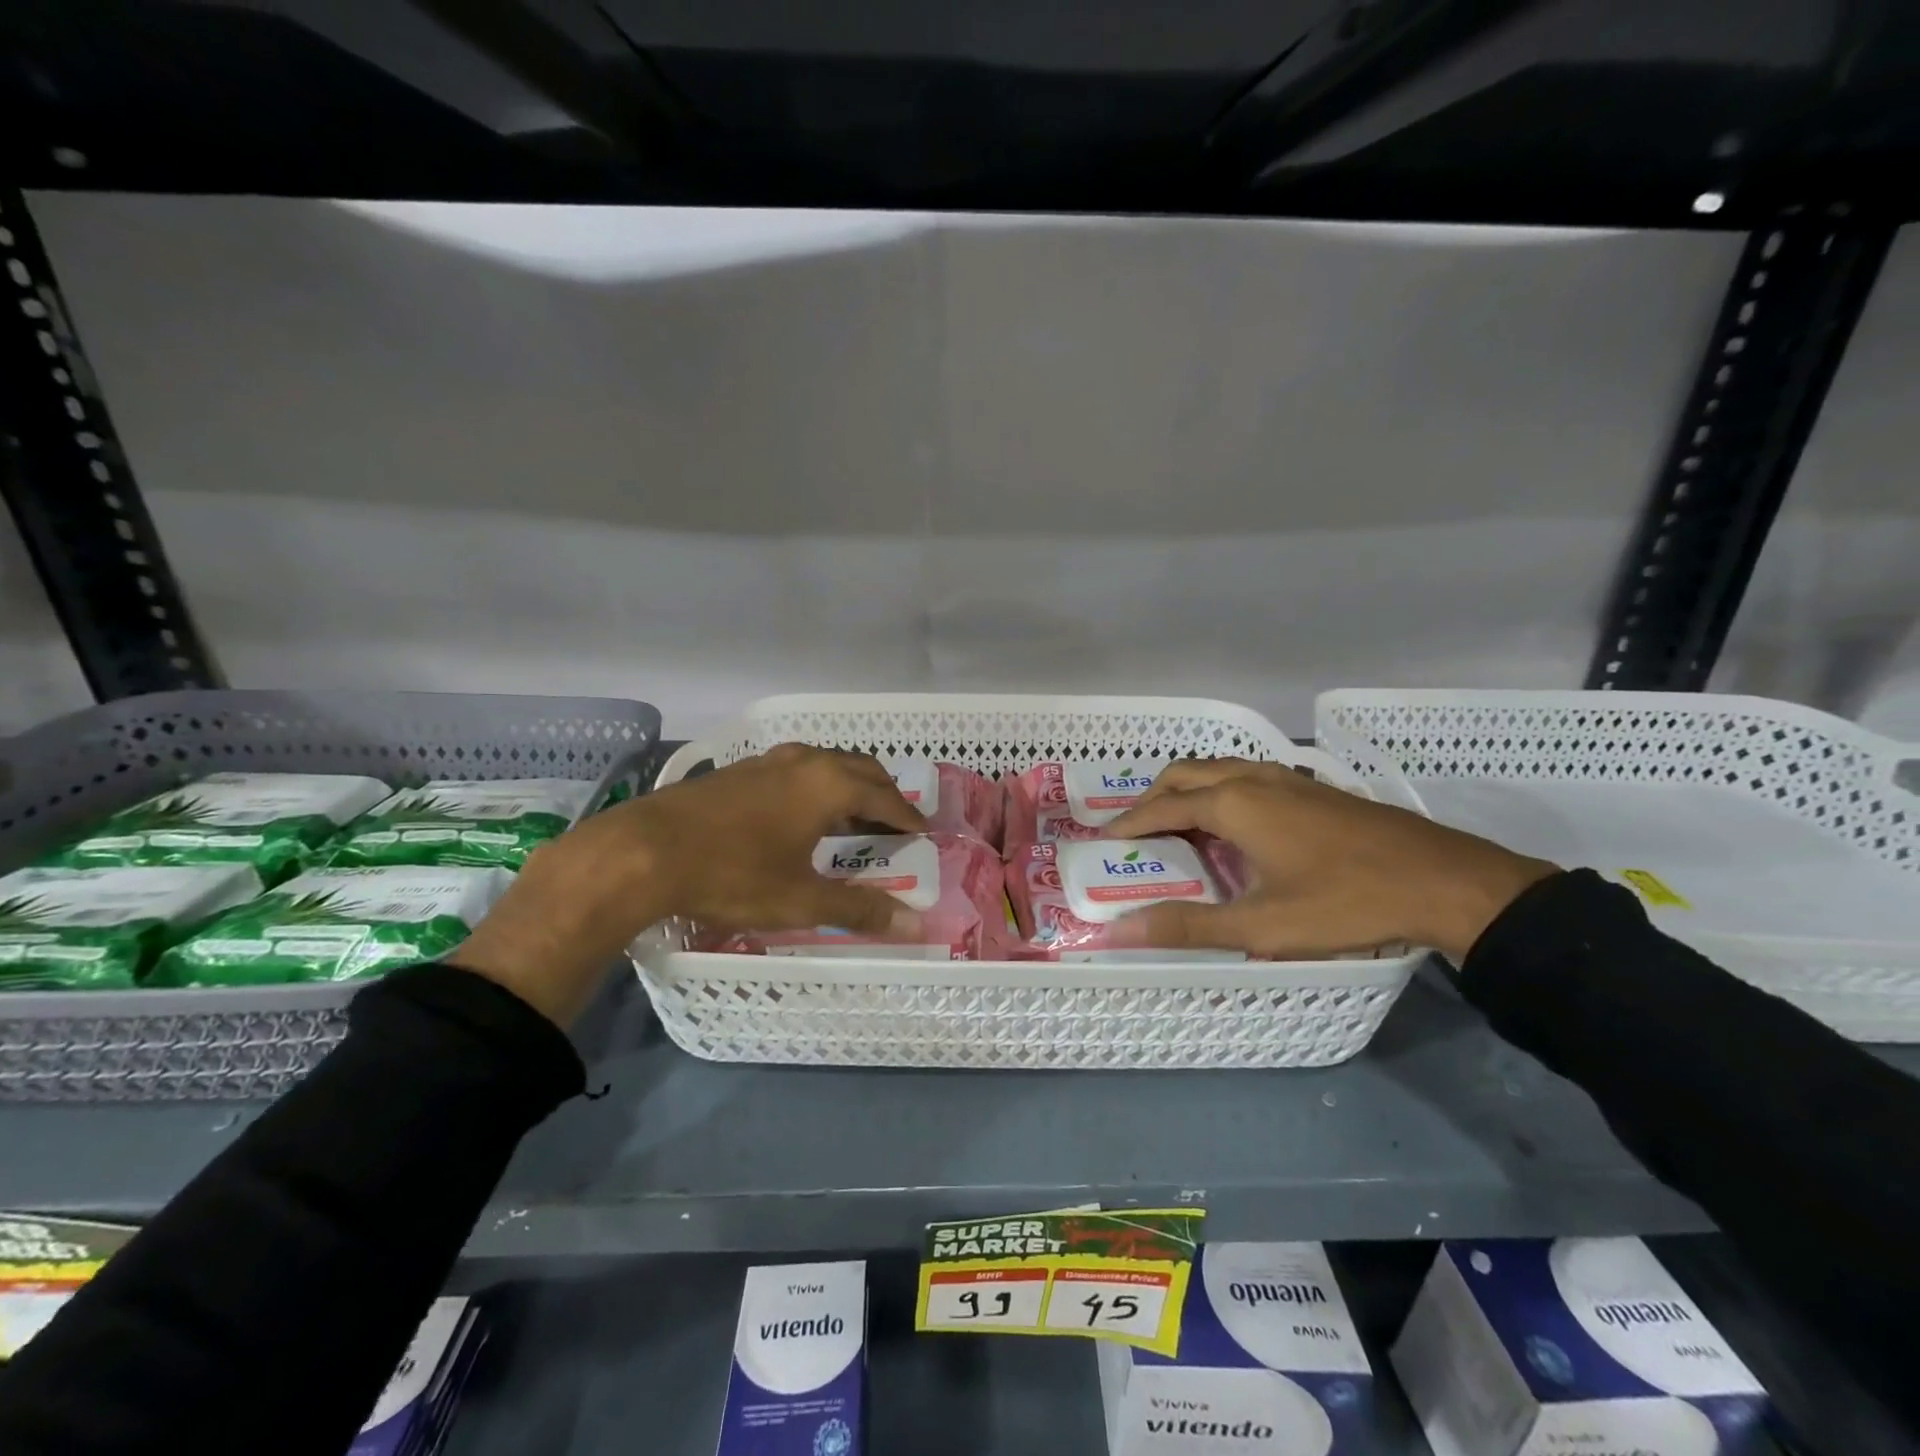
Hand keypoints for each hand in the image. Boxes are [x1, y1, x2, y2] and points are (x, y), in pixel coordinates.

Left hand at [455, 744, 927, 1025]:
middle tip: (894, 823)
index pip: (886, 797)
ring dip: (849, 785)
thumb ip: (859, 909)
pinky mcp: (741, 770)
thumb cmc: (733, 874)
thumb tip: (914, 926)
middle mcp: (806, 761)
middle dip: (884, 793)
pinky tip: (801, 812)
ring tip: (853, 816)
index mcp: (829, 784)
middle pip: (861, 769)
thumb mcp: (801, 899)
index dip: (907, 816)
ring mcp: (769, 761)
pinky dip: (817, 785)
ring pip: (827, 763)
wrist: (644, 851)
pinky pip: (798, 769)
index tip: (922, 833)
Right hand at [1101, 758, 1554, 961]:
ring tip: (1178, 825)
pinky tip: (1236, 825)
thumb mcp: (1262, 926)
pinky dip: (1220, 791)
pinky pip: (1247, 776)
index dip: (1129, 824)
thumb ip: (1189, 926)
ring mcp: (1288, 778)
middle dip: (1153, 797)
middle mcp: (1254, 778)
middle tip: (1136, 831)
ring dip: (1188, 790)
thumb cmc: (1345, 902)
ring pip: (1219, 769)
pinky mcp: (1314, 788)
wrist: (1444, 881)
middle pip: (1186, 774)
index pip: (1163, 807)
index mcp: (1234, 803)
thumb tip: (1120, 929)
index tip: (1103, 840)